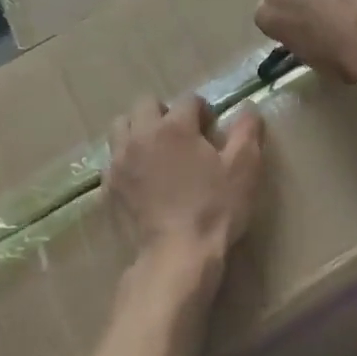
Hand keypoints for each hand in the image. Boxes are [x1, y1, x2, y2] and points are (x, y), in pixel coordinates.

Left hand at [107, 96, 263, 291]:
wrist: (176, 255)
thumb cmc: (214, 208)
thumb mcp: (244, 168)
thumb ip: (247, 131)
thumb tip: (248, 108)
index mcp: (174, 126)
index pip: (188, 99)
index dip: (203, 110)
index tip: (212, 128)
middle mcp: (141, 136)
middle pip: (145, 104)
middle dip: (164, 112)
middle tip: (182, 135)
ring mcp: (119, 162)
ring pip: (121, 128)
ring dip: (139, 131)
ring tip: (158, 152)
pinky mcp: (108, 188)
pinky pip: (113, 160)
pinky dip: (127, 160)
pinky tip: (144, 180)